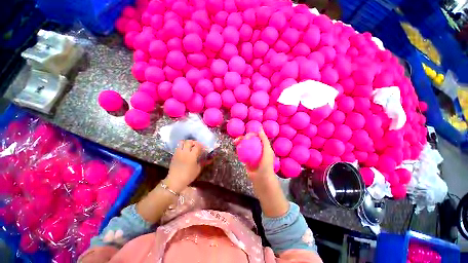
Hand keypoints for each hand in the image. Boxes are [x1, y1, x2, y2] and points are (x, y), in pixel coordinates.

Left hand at [165, 140, 204, 192]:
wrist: (175, 181)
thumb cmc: (188, 176)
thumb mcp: (197, 170)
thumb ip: (200, 163)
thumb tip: (202, 159)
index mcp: (192, 155)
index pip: (197, 146)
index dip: (201, 145)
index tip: (203, 148)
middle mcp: (185, 152)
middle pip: (189, 141)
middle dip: (193, 142)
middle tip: (196, 145)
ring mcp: (178, 153)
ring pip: (182, 142)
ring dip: (186, 143)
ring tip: (189, 146)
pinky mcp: (174, 155)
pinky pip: (178, 147)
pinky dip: (182, 147)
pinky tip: (184, 152)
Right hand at [236, 130, 288, 217]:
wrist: (262, 181)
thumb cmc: (266, 166)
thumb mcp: (267, 151)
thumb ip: (264, 140)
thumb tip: (259, 129)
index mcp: (263, 147)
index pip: (256, 137)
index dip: (251, 134)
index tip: (246, 136)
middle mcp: (257, 150)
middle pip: (249, 141)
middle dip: (243, 138)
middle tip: (237, 139)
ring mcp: (252, 156)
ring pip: (245, 146)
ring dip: (239, 143)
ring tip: (234, 143)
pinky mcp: (247, 161)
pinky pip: (242, 153)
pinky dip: (238, 150)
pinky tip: (235, 149)